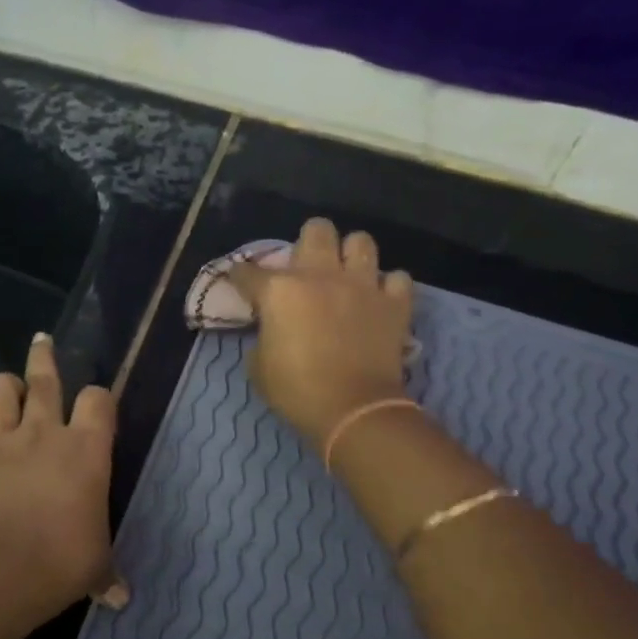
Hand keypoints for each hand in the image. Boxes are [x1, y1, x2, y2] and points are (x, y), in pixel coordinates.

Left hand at [0, 333, 126, 617]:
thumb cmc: (62, 562)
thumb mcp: (95, 566)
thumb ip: (107, 574)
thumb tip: (121, 599)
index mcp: (85, 450)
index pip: (99, 400)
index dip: (98, 400)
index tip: (95, 408)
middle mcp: (42, 432)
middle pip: (45, 377)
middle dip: (45, 358)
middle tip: (43, 345)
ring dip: (1, 388)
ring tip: (4, 396)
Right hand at [227, 218, 413, 446]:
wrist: (353, 409)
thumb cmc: (297, 391)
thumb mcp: (259, 367)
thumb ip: (262, 337)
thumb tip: (271, 330)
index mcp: (280, 291)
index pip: (249, 271)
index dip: (241, 276)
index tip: (240, 281)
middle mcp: (321, 275)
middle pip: (316, 229)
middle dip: (308, 242)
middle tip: (306, 267)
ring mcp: (362, 285)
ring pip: (361, 241)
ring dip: (351, 255)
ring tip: (347, 274)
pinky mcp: (394, 303)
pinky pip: (397, 278)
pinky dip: (388, 286)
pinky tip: (379, 298)